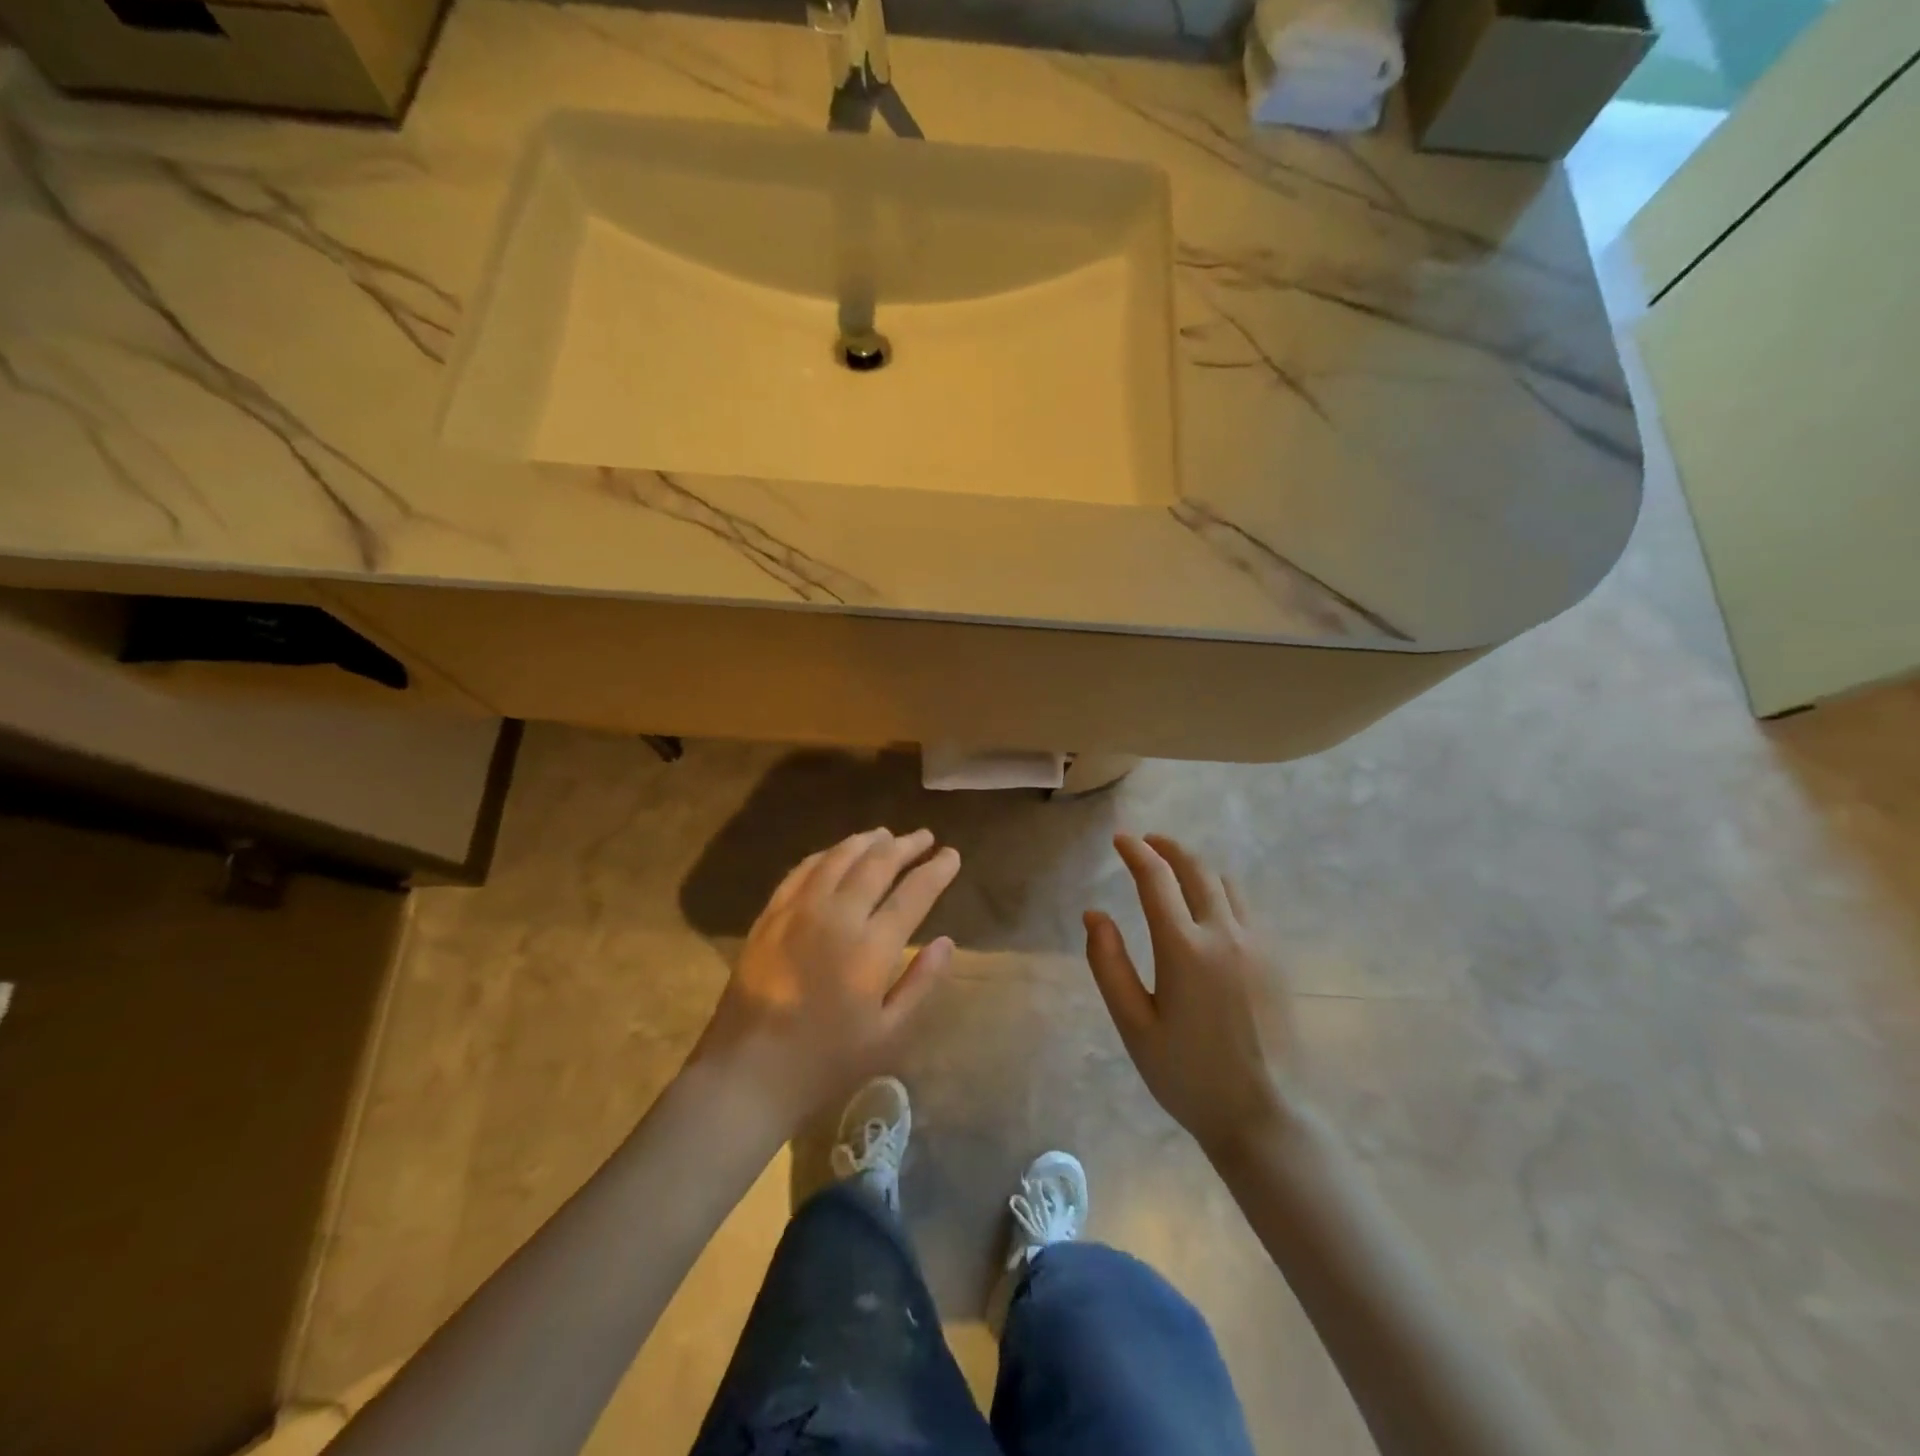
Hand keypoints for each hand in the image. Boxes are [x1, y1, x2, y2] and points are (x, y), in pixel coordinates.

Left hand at [691, 828, 960, 1130]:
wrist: (747, 1073)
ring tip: (885, 835)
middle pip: (876, 864)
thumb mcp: (888, 1035)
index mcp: (870, 947)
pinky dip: (826, 854)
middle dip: (904, 846)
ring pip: (838, 858)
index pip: (913, 893)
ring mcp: (798, 910)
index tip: (951, 855)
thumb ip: (920, 983)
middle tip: (923, 836)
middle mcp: (836, 915)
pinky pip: (802, 870)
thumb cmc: (825, 1061)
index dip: (936, 870)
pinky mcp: (770, 915)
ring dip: (866, 842)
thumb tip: (947, 942)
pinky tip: (836, 853)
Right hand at [1084, 833, 1292, 1161]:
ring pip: (1227, 884)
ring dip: (1198, 868)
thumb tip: (1094, 914)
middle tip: (1148, 843)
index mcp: (1184, 948)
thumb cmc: (1188, 1076)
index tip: (1120, 839)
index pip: (1156, 879)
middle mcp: (1225, 934)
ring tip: (1177, 872)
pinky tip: (1210, 910)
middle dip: (1169, 849)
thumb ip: (1109, 965)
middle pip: (1197, 869)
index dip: (1136, 852)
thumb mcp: (1134, 1025)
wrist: (1266, 1116)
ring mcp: (1257, 945)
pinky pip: (1247, 908)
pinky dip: (1222, 892)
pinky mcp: (1276, 961)